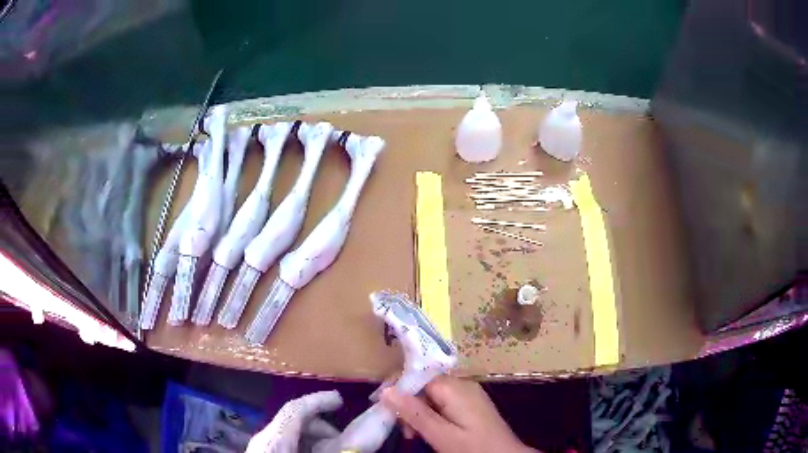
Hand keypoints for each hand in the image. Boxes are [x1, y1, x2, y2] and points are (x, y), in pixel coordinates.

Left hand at [246, 390, 342, 452]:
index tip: (340, 399)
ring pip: (290, 430)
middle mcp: (265, 435)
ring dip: (313, 435)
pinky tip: (313, 451)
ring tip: (330, 447)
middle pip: (294, 418)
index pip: (296, 407)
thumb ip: (329, 449)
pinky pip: (286, 440)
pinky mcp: (263, 451)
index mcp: (274, 436)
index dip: (319, 399)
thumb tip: (353, 440)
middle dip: (321, 424)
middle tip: (341, 439)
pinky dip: (303, 443)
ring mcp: (262, 444)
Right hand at [381, 376, 537, 452]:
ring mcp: (469, 393)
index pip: (417, 375)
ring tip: (416, 435)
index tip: (384, 408)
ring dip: (419, 412)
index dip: (397, 388)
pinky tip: (432, 431)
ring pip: (432, 394)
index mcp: (454, 388)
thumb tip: (386, 390)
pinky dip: (432, 414)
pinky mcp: (471, 403)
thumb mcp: (441, 435)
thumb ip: (414, 413)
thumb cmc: (474, 448)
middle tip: (406, 431)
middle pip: (424, 384)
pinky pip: (444, 401)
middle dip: (409, 404)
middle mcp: (462, 384)